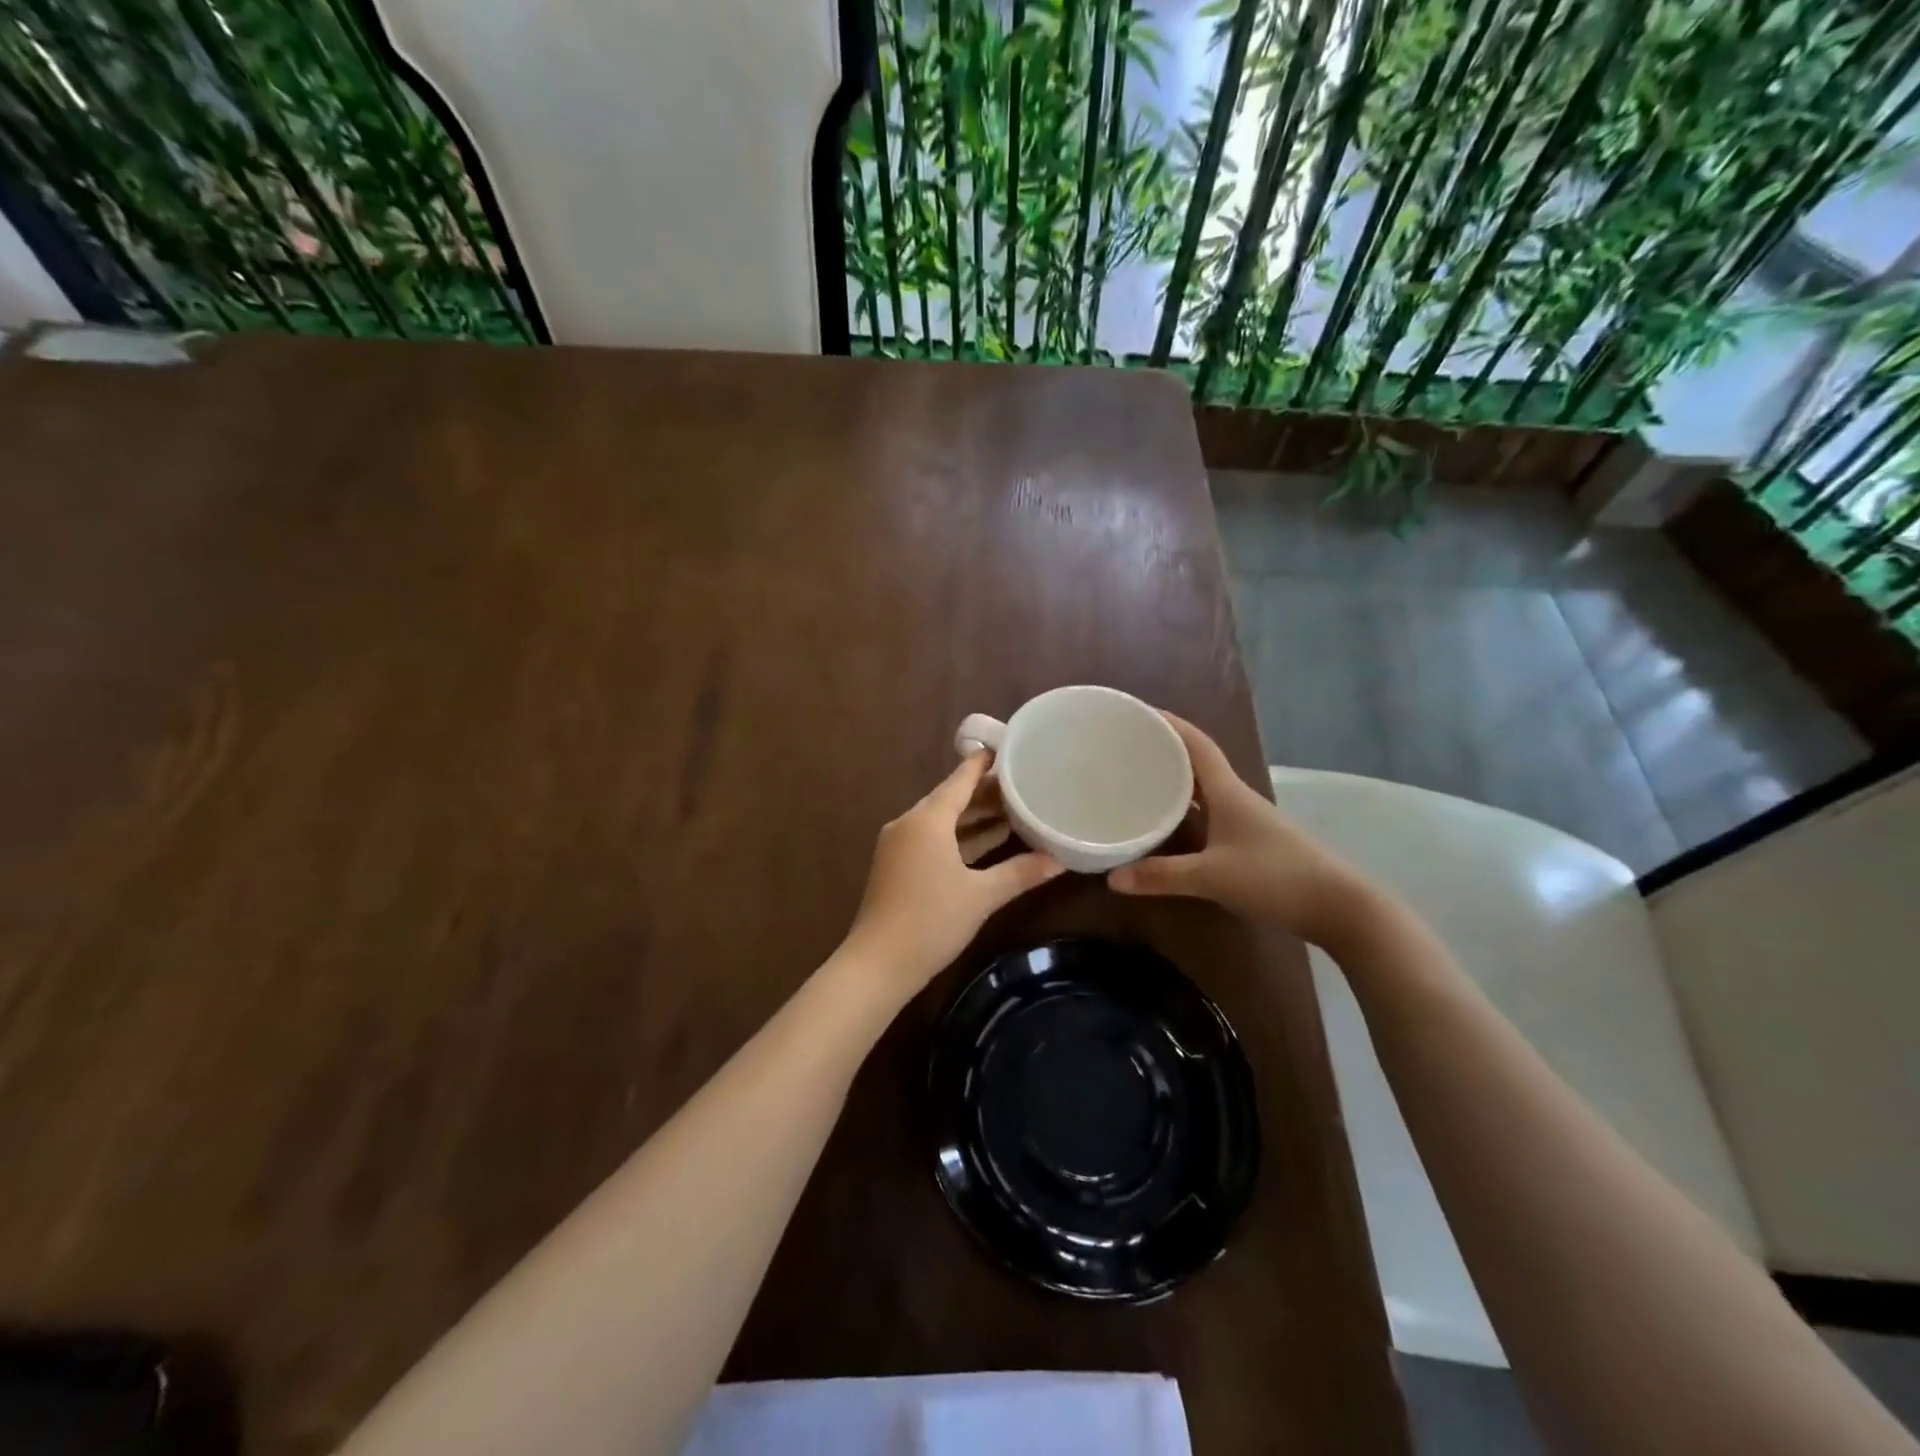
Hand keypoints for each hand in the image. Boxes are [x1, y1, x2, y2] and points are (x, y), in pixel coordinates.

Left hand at [840, 753, 1064, 994]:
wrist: (878, 963)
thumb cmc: (932, 921)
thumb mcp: (982, 896)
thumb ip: (1020, 873)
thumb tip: (1059, 861)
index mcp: (927, 819)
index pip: (960, 779)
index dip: (985, 764)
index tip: (1009, 749)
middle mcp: (910, 823)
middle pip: (951, 798)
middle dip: (985, 792)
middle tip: (1023, 784)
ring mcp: (899, 845)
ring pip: (942, 820)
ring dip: (973, 817)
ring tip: (1013, 811)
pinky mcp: (897, 865)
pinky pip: (932, 838)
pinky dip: (959, 836)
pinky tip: (986, 842)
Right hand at [1107, 712, 1365, 944]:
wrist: (1340, 907)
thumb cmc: (1276, 878)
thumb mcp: (1212, 877)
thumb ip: (1162, 876)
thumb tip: (1112, 878)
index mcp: (1229, 792)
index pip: (1197, 744)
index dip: (1170, 724)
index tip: (1139, 712)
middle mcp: (1237, 799)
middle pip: (1197, 764)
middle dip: (1165, 752)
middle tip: (1127, 748)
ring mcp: (1247, 822)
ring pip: (1203, 793)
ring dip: (1175, 784)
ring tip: (1138, 781)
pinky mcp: (1252, 844)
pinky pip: (1210, 817)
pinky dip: (1186, 814)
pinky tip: (1169, 827)